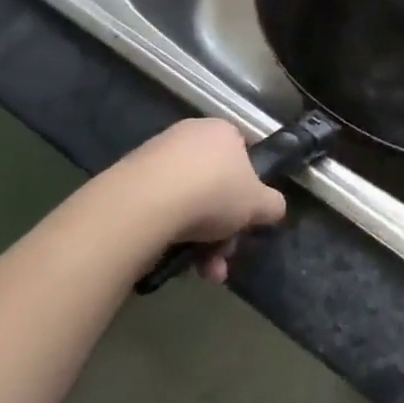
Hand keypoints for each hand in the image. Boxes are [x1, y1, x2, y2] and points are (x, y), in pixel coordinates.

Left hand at [117, 119, 285, 281]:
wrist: (147, 203)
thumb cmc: (214, 192)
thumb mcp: (260, 203)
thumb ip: (273, 205)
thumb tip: (272, 208)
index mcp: (222, 131)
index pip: (243, 155)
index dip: (249, 190)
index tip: (247, 220)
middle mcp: (189, 136)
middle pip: (216, 186)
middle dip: (224, 228)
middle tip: (224, 256)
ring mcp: (157, 157)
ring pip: (189, 203)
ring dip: (202, 241)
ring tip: (204, 271)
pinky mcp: (130, 181)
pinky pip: (162, 210)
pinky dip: (172, 236)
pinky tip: (176, 261)